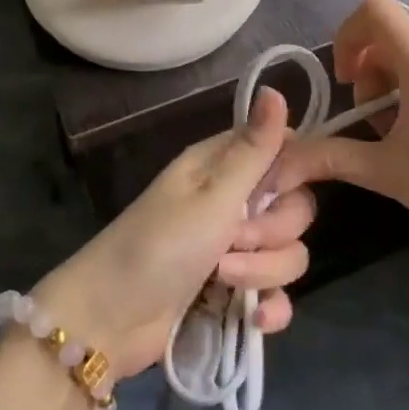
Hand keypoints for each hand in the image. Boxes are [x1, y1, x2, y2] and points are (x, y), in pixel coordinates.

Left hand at [30, 88, 314, 382]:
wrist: (112, 318)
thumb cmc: (159, 244)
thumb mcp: (211, 196)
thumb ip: (253, 151)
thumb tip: (275, 89)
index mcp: (223, 167)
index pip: (284, 152)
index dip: (296, 171)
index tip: (283, 190)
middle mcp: (234, 202)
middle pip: (294, 209)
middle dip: (274, 232)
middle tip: (234, 241)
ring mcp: (237, 250)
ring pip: (288, 253)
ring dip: (264, 273)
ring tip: (222, 281)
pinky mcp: (236, 292)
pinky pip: (277, 294)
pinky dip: (270, 308)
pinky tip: (255, 320)